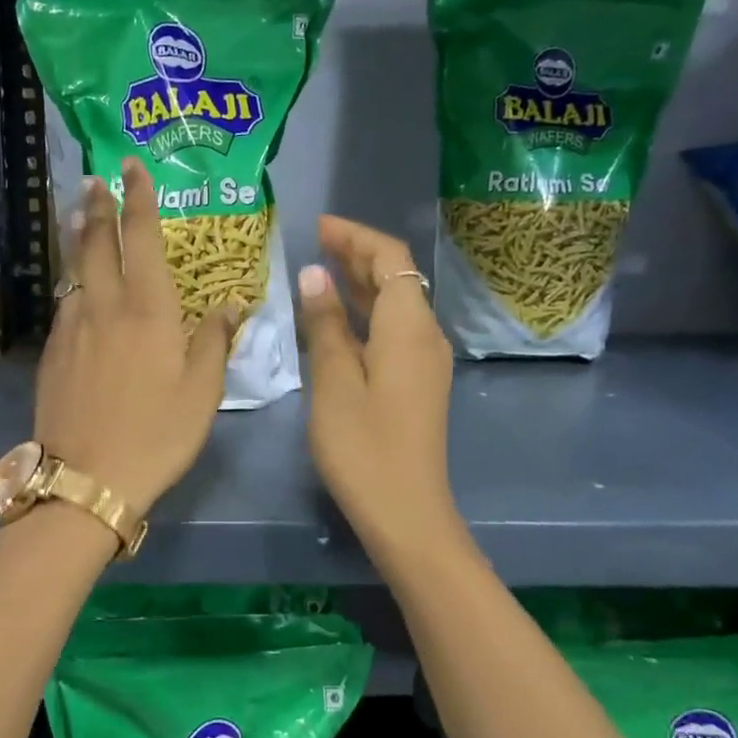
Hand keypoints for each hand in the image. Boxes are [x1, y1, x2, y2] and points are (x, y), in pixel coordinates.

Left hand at [34, 160, 235, 517]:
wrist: (86, 478)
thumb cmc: (156, 435)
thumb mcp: (202, 393)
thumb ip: (215, 341)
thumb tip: (229, 304)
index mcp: (148, 310)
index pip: (142, 238)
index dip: (137, 198)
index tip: (132, 166)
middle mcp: (105, 306)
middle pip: (97, 242)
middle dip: (97, 205)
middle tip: (95, 179)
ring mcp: (72, 328)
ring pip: (75, 270)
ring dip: (79, 239)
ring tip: (80, 218)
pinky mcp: (52, 352)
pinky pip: (66, 303)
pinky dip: (73, 282)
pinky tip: (77, 287)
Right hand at [298, 215, 456, 550]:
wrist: (406, 511)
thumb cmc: (363, 445)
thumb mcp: (334, 380)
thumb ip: (325, 324)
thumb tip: (315, 274)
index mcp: (408, 326)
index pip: (389, 258)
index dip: (356, 236)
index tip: (319, 226)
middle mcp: (424, 335)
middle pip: (396, 277)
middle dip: (357, 255)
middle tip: (313, 242)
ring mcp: (423, 361)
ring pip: (394, 305)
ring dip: (360, 283)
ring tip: (319, 270)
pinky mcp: (415, 383)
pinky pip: (391, 331)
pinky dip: (364, 314)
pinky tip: (335, 320)